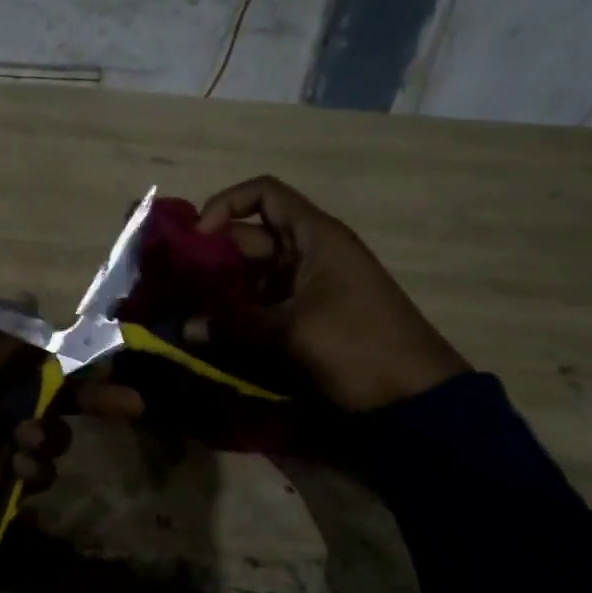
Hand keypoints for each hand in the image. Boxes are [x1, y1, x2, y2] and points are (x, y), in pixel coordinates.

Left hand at [0, 330, 142, 514]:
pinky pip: (37, 471)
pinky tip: (14, 470)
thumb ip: (0, 344)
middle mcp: (4, 404)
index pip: (45, 361)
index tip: (110, 363)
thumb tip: (32, 298)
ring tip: (22, 442)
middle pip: (62, 399)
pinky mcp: (4, 480)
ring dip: (47, 438)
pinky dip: (32, 469)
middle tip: (131, 405)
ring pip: (54, 437)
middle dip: (95, 400)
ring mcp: (5, 444)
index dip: (78, 361)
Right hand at [195, 176, 467, 411]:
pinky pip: (266, 304)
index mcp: (316, 237)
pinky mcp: (309, 318)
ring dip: (223, 288)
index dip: (226, 205)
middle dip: (214, 256)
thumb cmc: (357, 347)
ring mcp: (311, 286)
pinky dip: (241, 312)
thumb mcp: (292, 332)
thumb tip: (183, 328)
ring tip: (186, 309)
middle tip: (176, 283)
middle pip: (252, 237)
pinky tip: (212, 330)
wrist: (415, 398)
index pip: (265, 194)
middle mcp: (311, 253)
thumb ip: (234, 324)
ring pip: (255, 274)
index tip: (197, 238)